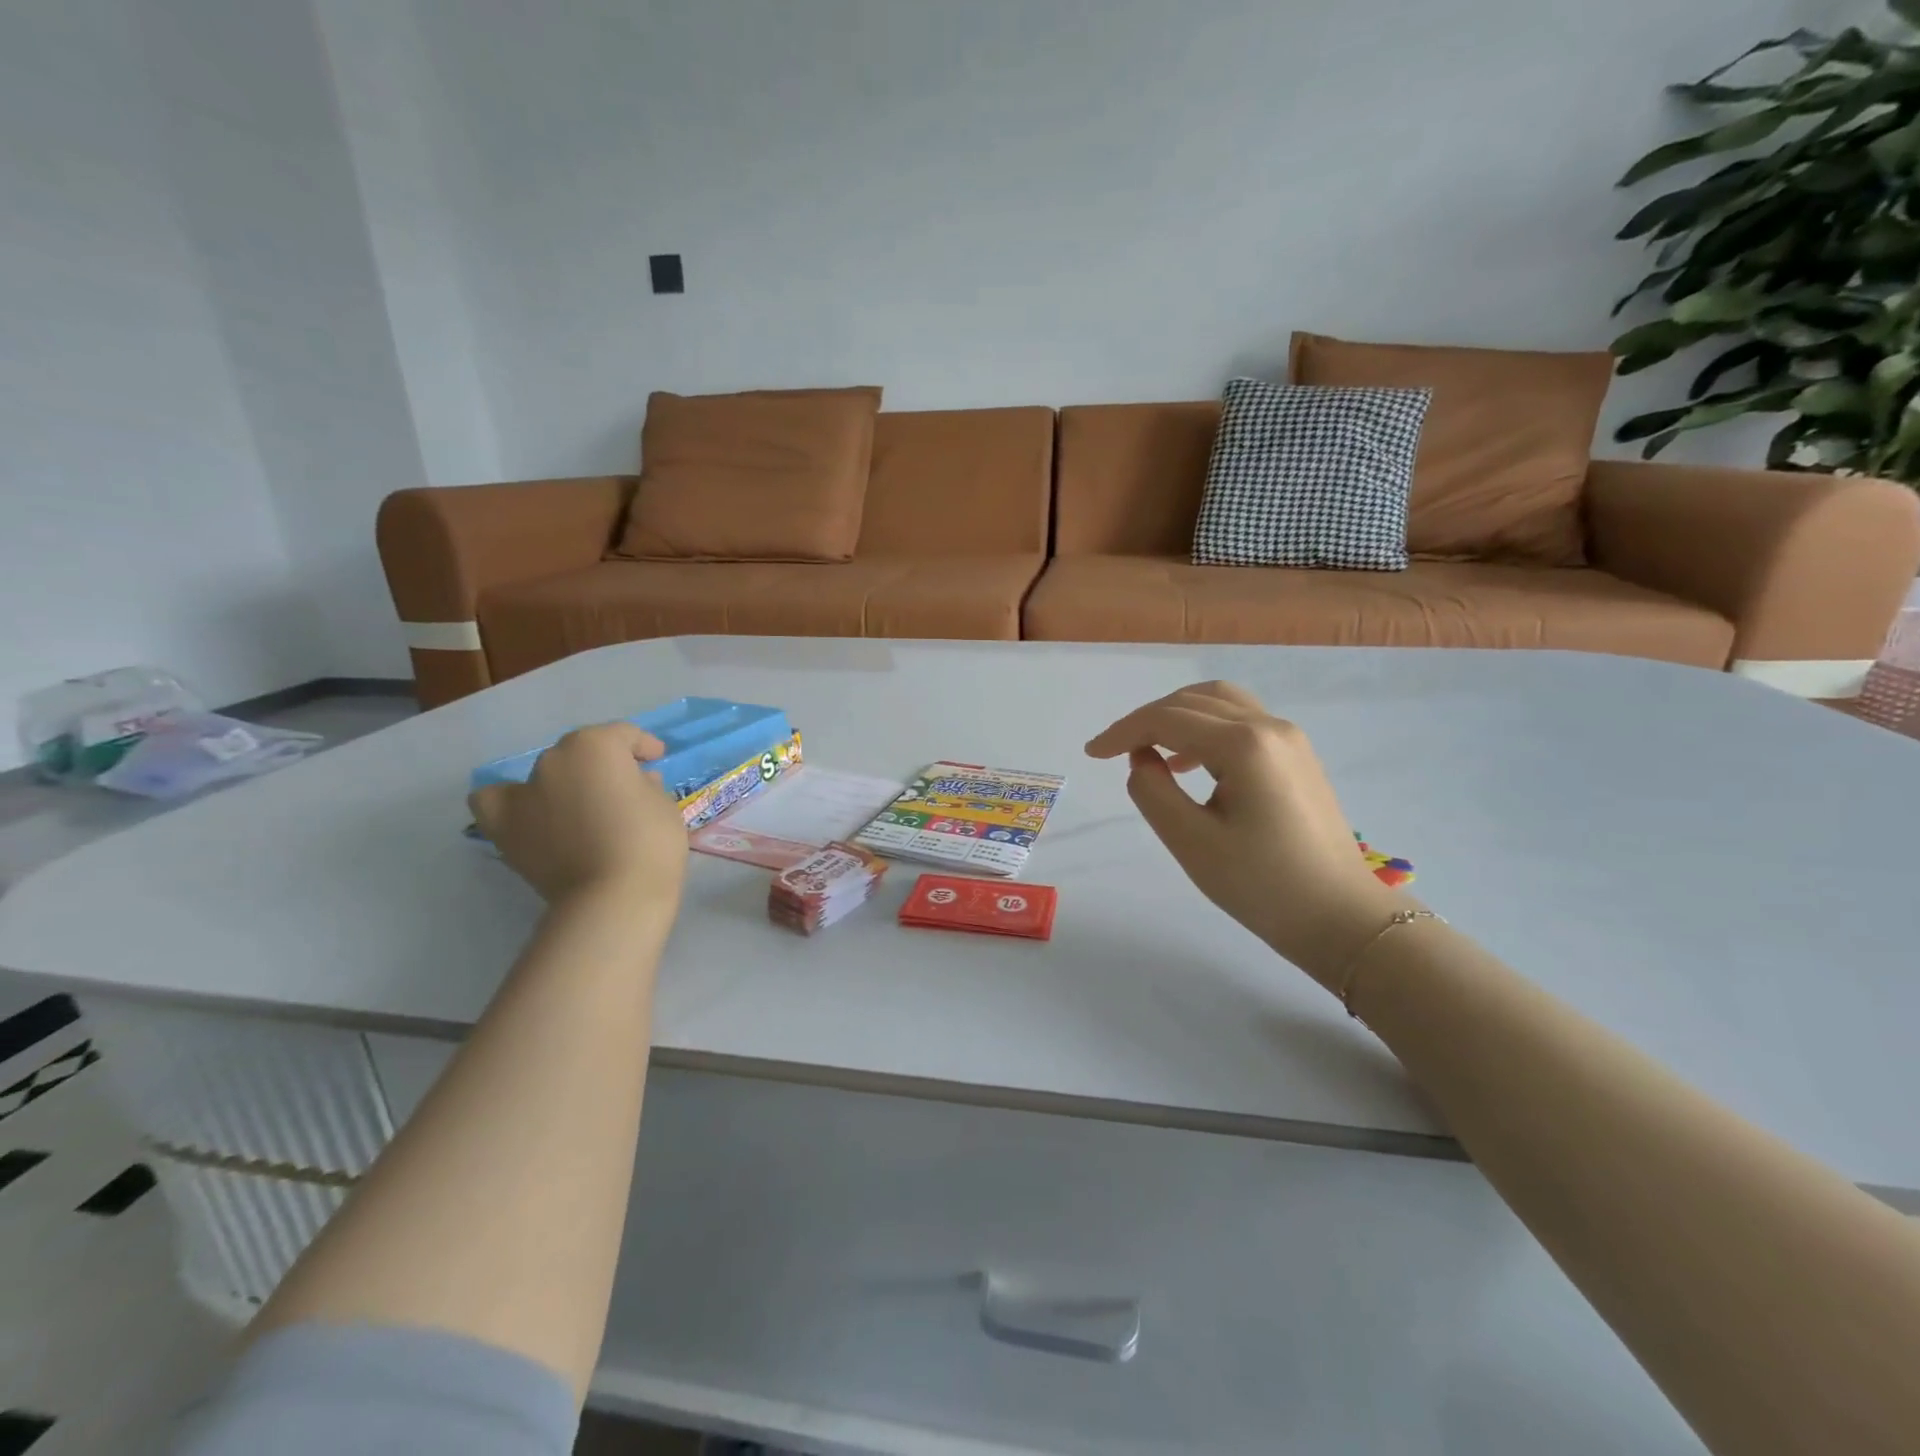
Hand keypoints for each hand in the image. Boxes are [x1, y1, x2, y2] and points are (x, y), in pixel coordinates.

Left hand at [469, 723, 687, 911]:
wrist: (613, 897)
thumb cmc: (650, 842)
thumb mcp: (664, 804)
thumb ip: (645, 784)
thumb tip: (633, 783)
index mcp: (595, 745)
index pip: (623, 735)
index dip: (643, 746)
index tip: (656, 759)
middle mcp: (553, 759)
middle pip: (582, 751)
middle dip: (604, 764)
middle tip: (624, 788)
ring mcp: (524, 791)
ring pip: (545, 773)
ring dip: (565, 782)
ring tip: (581, 805)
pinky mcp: (503, 826)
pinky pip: (496, 800)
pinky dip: (511, 801)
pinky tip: (531, 813)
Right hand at [1086, 681, 1402, 989]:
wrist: (1340, 917)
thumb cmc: (1261, 885)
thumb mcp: (1191, 842)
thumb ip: (1153, 791)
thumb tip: (1142, 759)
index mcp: (1244, 745)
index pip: (1168, 719)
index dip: (1123, 732)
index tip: (1092, 754)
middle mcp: (1269, 726)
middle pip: (1193, 701)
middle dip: (1147, 719)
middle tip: (1115, 751)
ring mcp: (1289, 738)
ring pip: (1220, 703)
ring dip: (1178, 717)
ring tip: (1150, 751)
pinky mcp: (1296, 755)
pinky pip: (1241, 721)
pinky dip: (1205, 728)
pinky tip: (1188, 762)